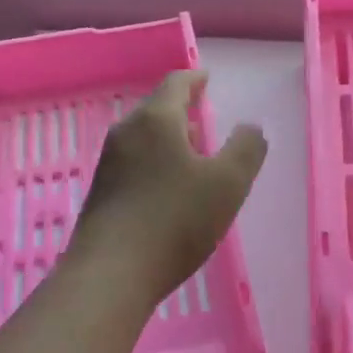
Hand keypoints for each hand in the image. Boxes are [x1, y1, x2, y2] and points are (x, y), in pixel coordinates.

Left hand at [66, 71, 266, 306]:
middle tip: (204, 118)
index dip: (195, 78)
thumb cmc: (174, 221)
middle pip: (157, 109)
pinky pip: (133, 163)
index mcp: (155, 120)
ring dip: (168, 139)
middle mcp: (126, 133)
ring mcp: (108, 163)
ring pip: (144, 138)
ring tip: (191, 155)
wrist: (110, 274)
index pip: (176, 83)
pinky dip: (154, 162)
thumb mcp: (227, 184)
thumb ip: (246, 149)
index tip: (207, 78)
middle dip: (182, 111)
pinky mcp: (100, 193)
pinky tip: (168, 189)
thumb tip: (251, 127)